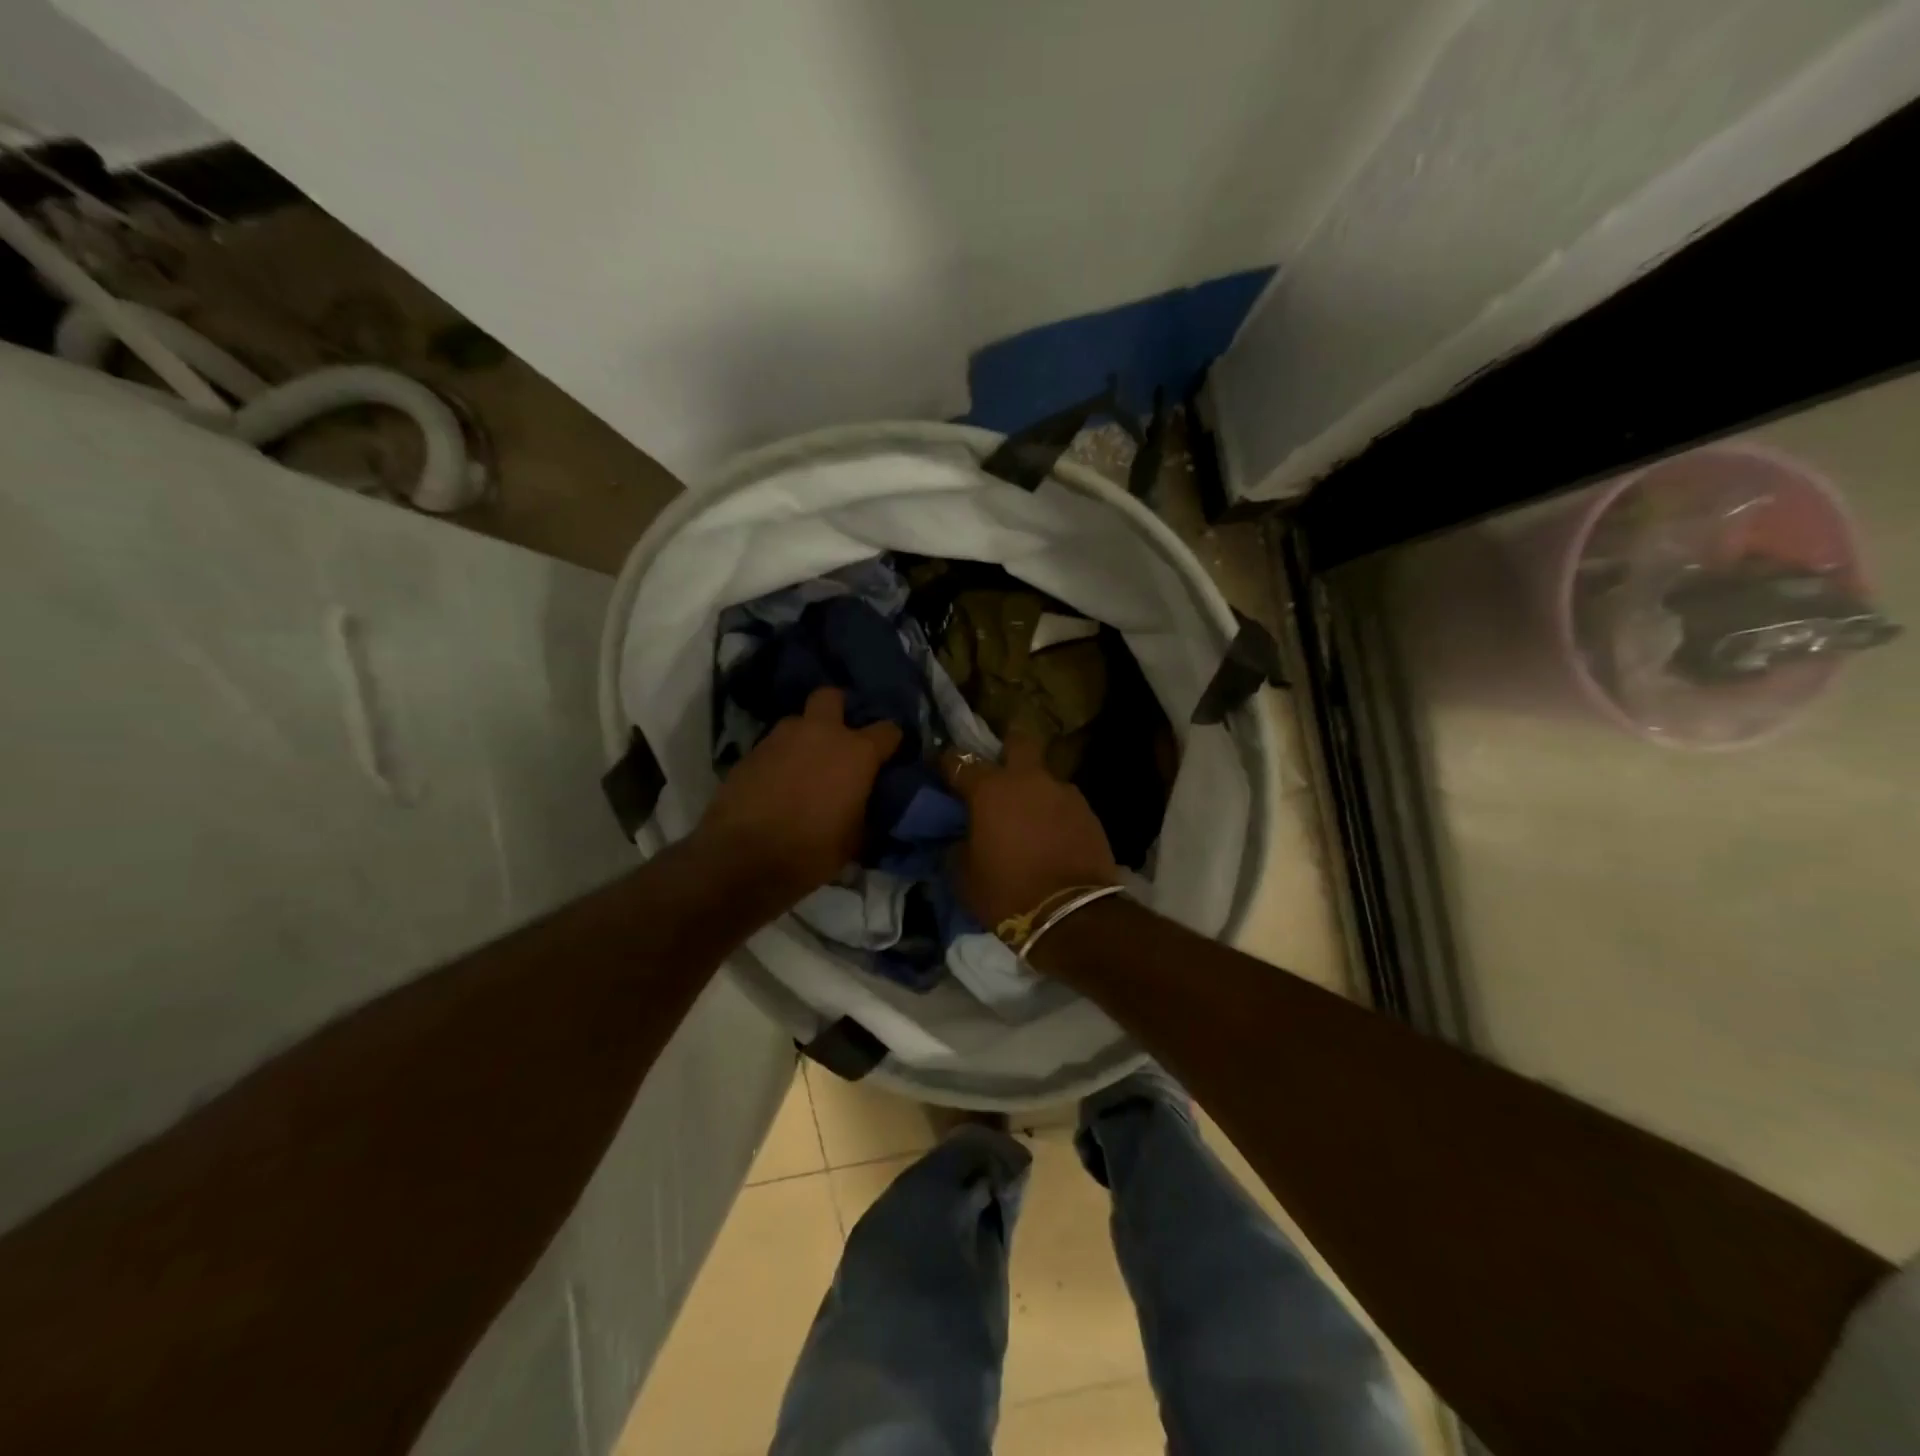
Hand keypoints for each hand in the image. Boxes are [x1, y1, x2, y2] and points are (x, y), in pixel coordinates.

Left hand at [696, 687, 901, 905]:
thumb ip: (864, 811)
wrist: (742, 858)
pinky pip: (772, 747)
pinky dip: (779, 760)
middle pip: (831, 697)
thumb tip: (864, 806)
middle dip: (838, 710)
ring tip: (804, 768)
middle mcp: (819, 733)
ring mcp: (779, 739)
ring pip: (797, 723)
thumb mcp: (854, 840)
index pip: (888, 730)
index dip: (891, 742)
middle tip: (839, 739)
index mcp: (856, 753)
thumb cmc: (811, 851)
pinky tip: (776, 785)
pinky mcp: (749, 753)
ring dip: (804, 738)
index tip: (888, 757)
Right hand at [941, 732, 1118, 931]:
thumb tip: (960, 838)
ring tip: (1029, 817)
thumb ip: (957, 846)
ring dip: (1034, 790)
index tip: (941, 769)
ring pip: (1044, 777)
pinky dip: (1054, 813)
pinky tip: (1052, 835)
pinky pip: (1064, 803)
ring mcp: (1063, 792)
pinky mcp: (1089, 812)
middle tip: (999, 771)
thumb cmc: (1008, 893)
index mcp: (990, 790)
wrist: (1072, 916)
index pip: (959, 761)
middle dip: (1007, 749)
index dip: (947, 762)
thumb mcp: (964, 876)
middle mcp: (1028, 780)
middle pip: (1018, 741)